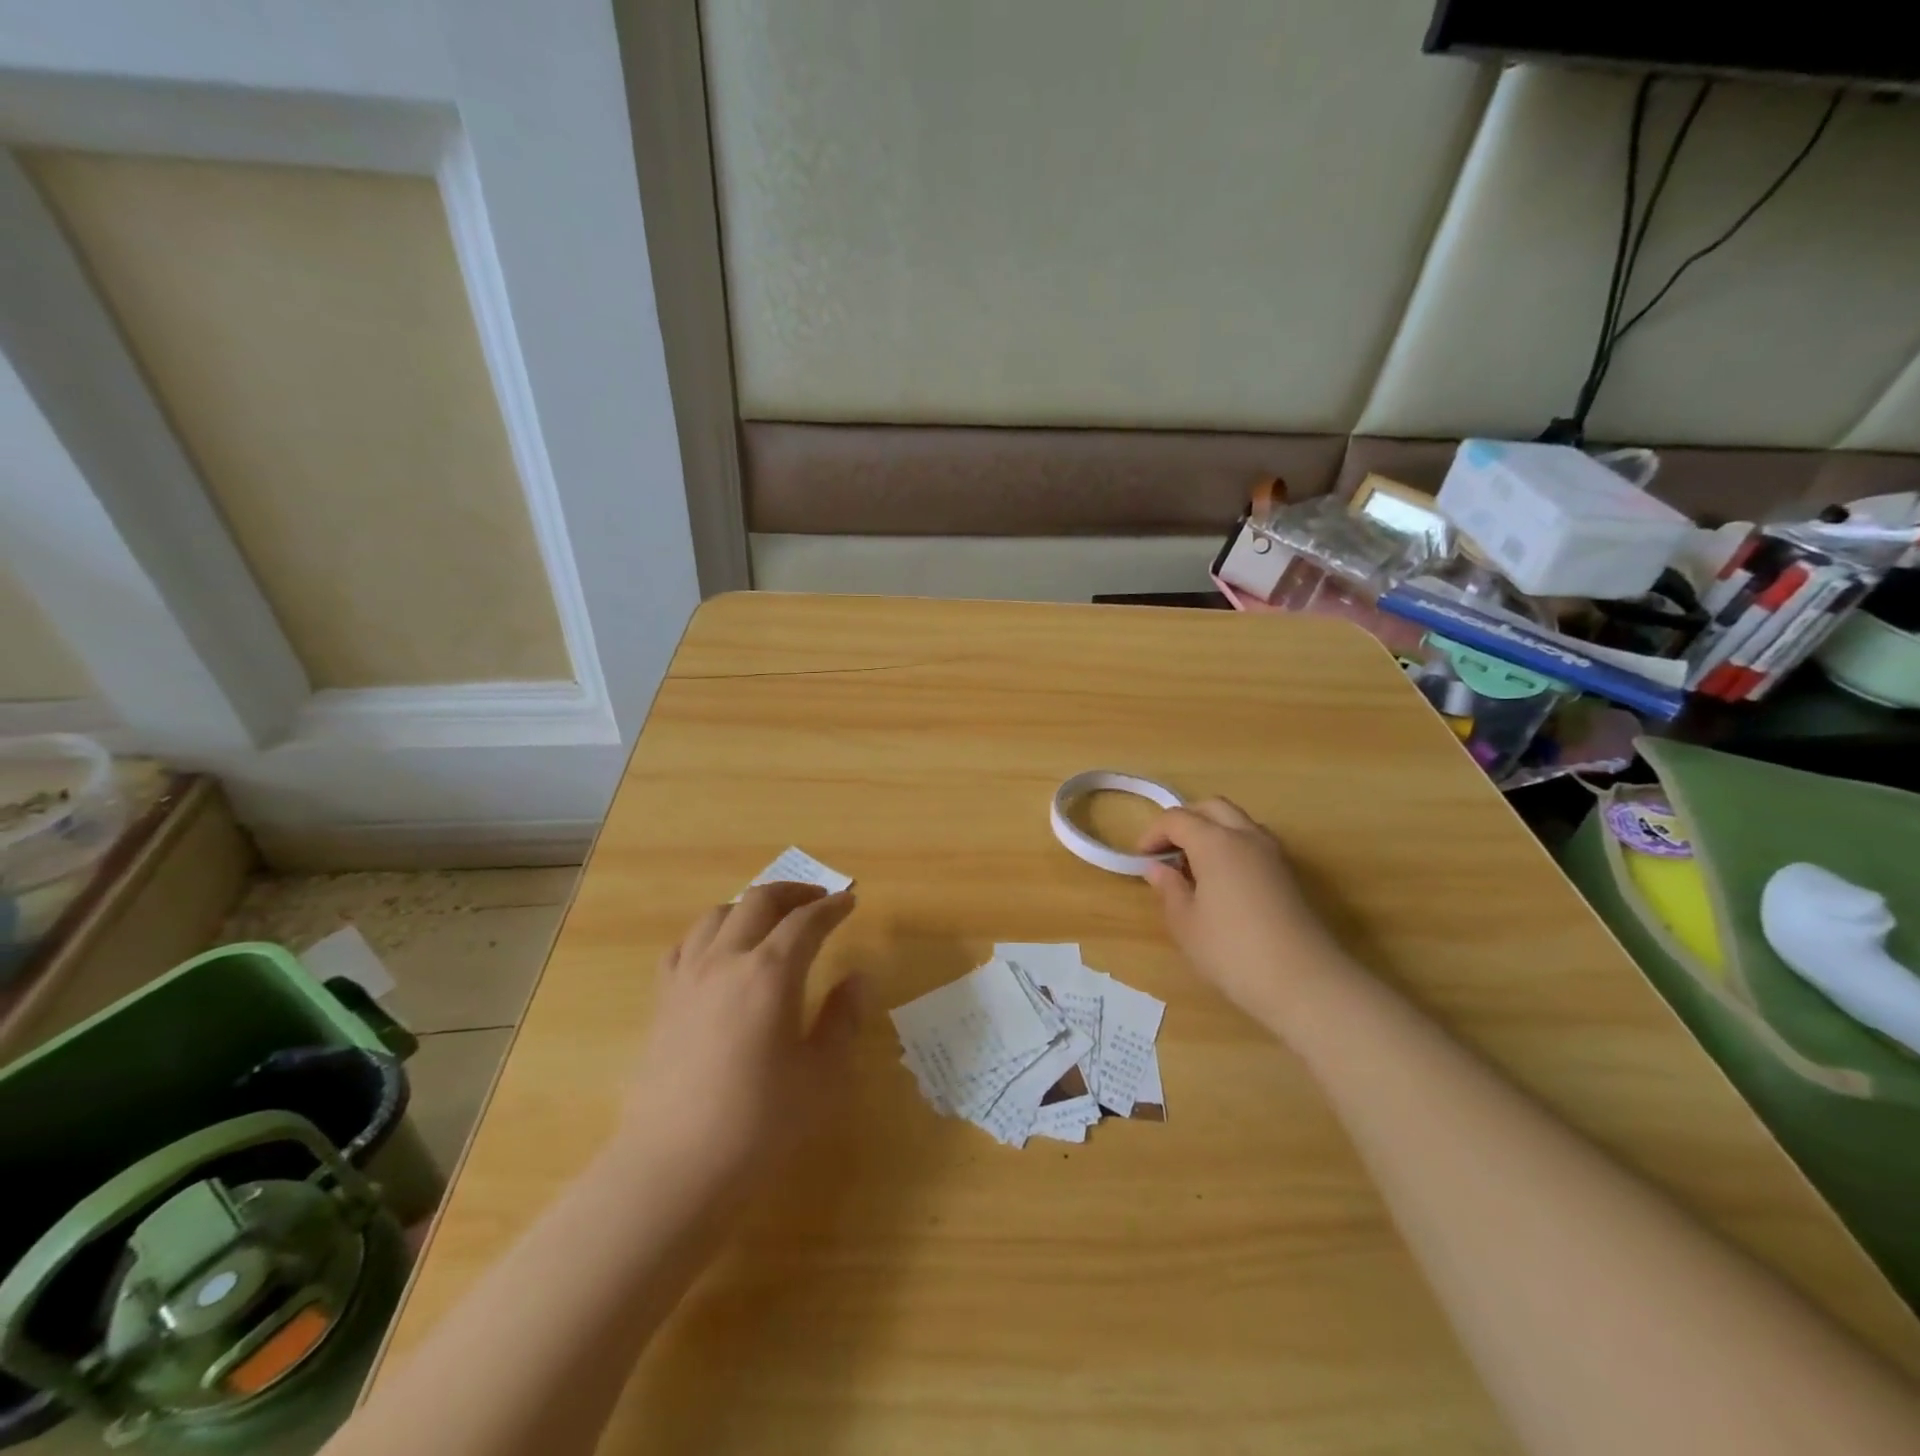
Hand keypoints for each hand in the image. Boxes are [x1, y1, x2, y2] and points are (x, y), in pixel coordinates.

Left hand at [622, 883, 860, 1188]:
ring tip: (770, 921)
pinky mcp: (662, 1001)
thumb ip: (843, 1018)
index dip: (832, 908)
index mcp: (771, 973)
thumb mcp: (822, 1075)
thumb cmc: (760, 1123)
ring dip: (750, 907)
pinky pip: (686, 945)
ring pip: (718, 915)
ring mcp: (688, 977)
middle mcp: (727, 960)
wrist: (674, 1167)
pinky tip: (719, 953)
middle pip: (759, 901)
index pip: (807, 922)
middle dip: (792, 893)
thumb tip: (857, 978)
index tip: (849, 902)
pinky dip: (710, 934)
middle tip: (817, 901)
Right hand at [1138, 798, 1345, 1031]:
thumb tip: (1157, 868)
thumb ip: (1169, 889)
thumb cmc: (1232, 951)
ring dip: (1211, 831)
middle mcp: (1246, 836)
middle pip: (1211, 807)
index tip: (1141, 858)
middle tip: (1167, 851)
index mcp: (1216, 842)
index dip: (1153, 833)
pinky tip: (1222, 882)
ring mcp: (1273, 853)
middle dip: (1185, 821)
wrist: (1304, 982)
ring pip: (1237, 821)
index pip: (1177, 819)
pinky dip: (1232, 847)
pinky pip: (1253, 842)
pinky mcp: (1289, 874)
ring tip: (1194, 866)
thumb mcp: (1186, 924)